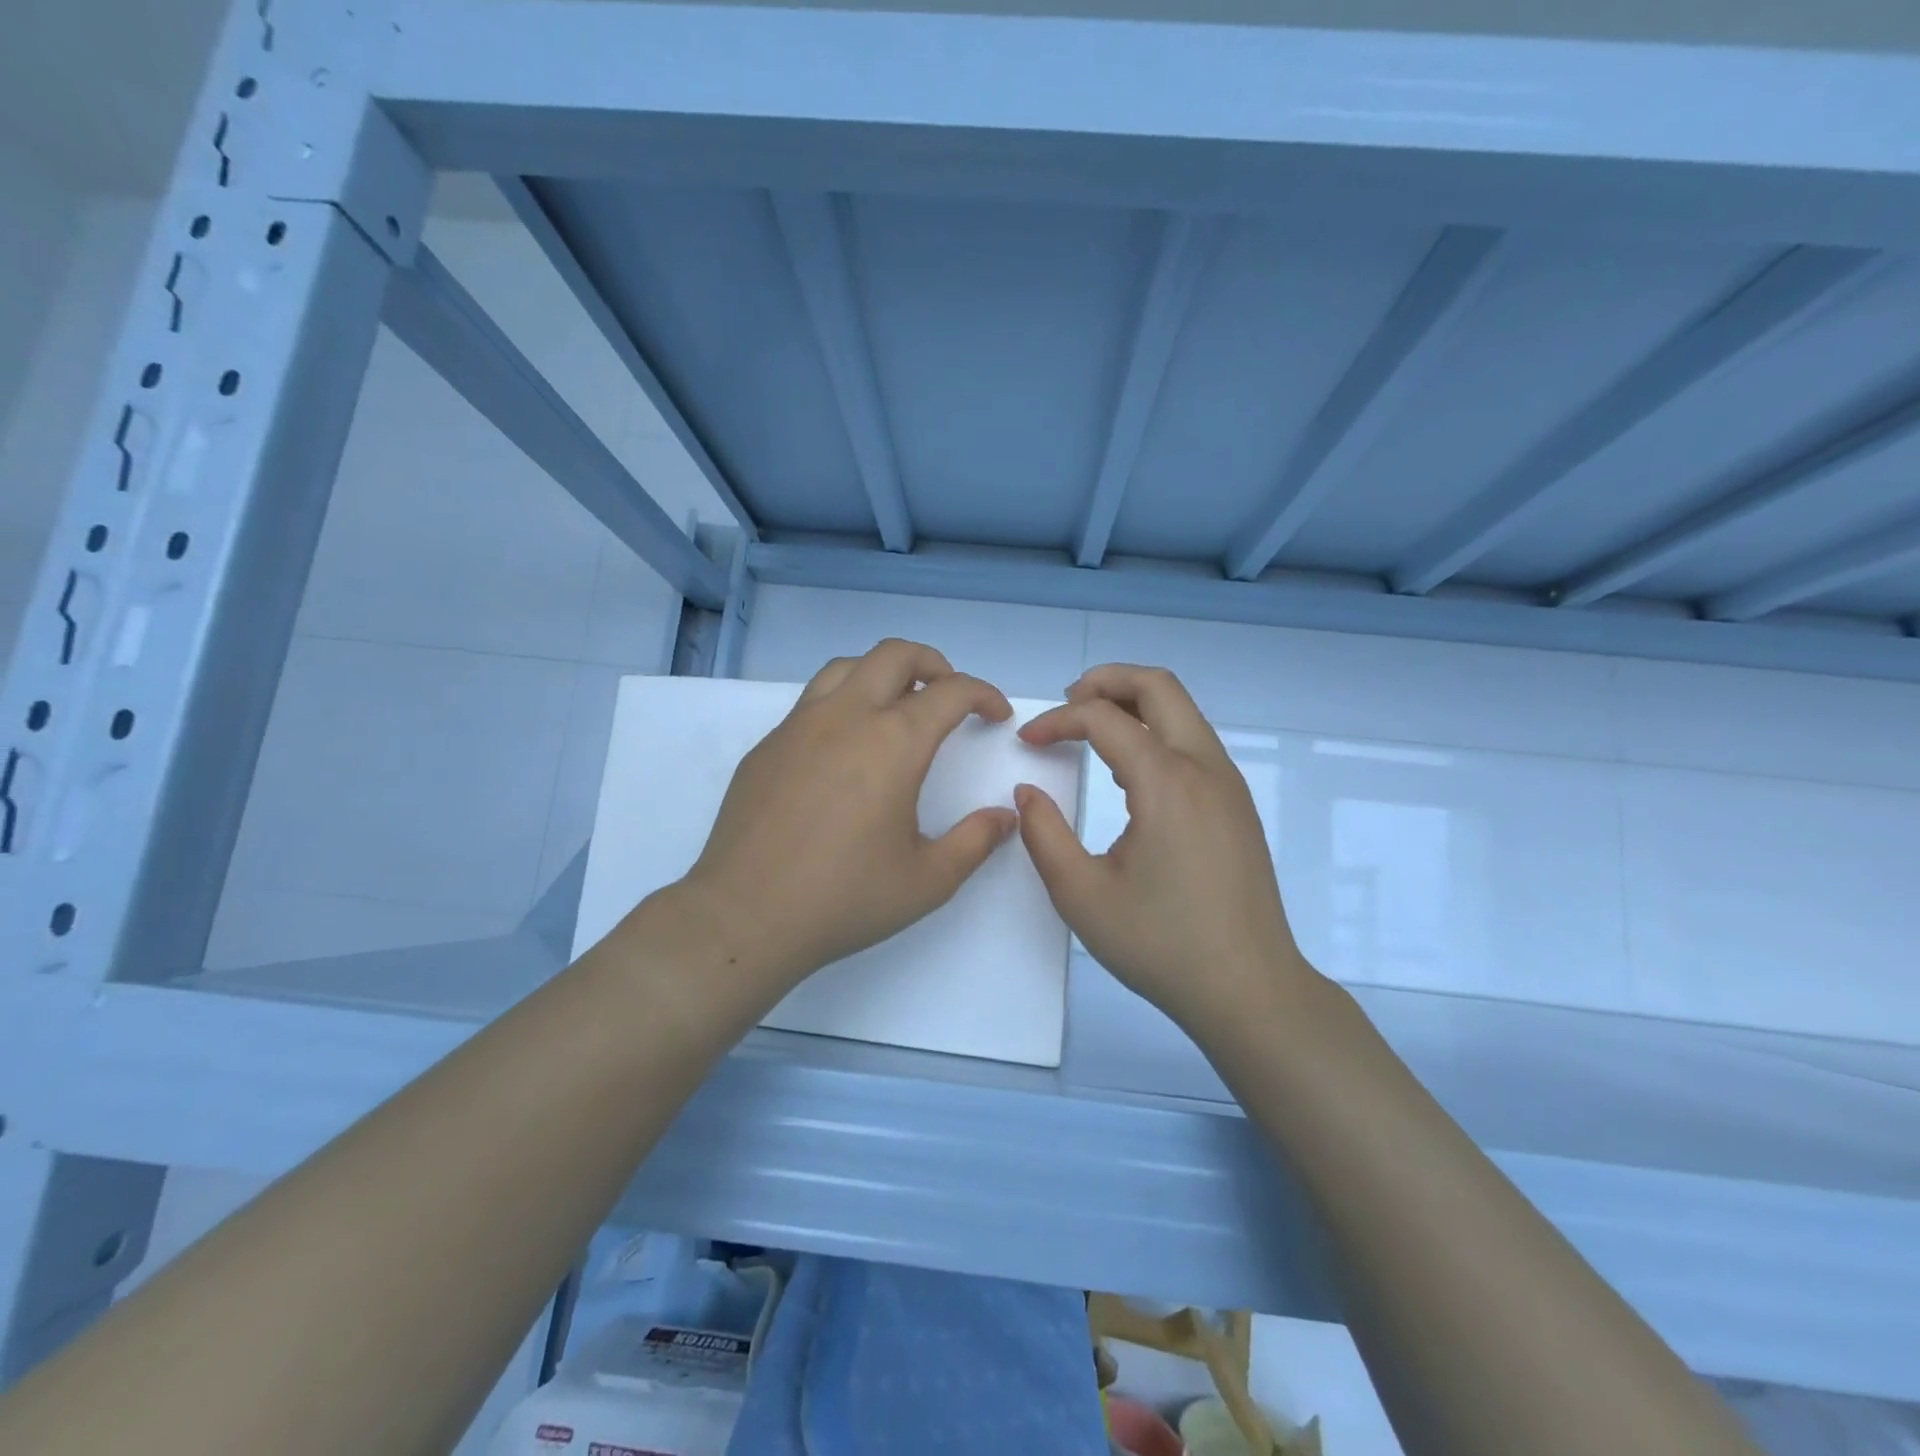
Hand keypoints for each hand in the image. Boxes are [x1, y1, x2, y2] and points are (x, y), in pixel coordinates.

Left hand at [675, 639, 1018, 997]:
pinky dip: (844, 703)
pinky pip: (812, 701)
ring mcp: (799, 725)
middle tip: (950, 695)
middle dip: (935, 664)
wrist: (745, 915)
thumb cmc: (844, 898)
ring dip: (883, 674)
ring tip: (897, 709)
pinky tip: (845, 749)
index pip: (951, 691)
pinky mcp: (768, 745)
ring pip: (847, 667)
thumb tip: (1004, 816)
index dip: (983, 694)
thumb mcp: (928, 880)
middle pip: (895, 655)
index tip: (996, 714)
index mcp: (894, 743)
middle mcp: (847, 717)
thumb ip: (975, 842)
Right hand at [1014, 664, 1318, 1038]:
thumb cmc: (1162, 945)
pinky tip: (1129, 771)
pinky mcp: (1238, 805)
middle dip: (1106, 680)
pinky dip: (1156, 732)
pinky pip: (1194, 742)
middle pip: (1159, 687)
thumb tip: (1027, 791)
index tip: (1027, 741)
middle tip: (1066, 702)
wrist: (1250, 989)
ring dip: (1134, 704)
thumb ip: (1044, 835)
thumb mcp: (1082, 896)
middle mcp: (1205, 768)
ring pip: (1182, 710)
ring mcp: (1229, 785)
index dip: (1058, 720)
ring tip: (1091, 726)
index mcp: (1167, 784)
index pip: (1104, 718)